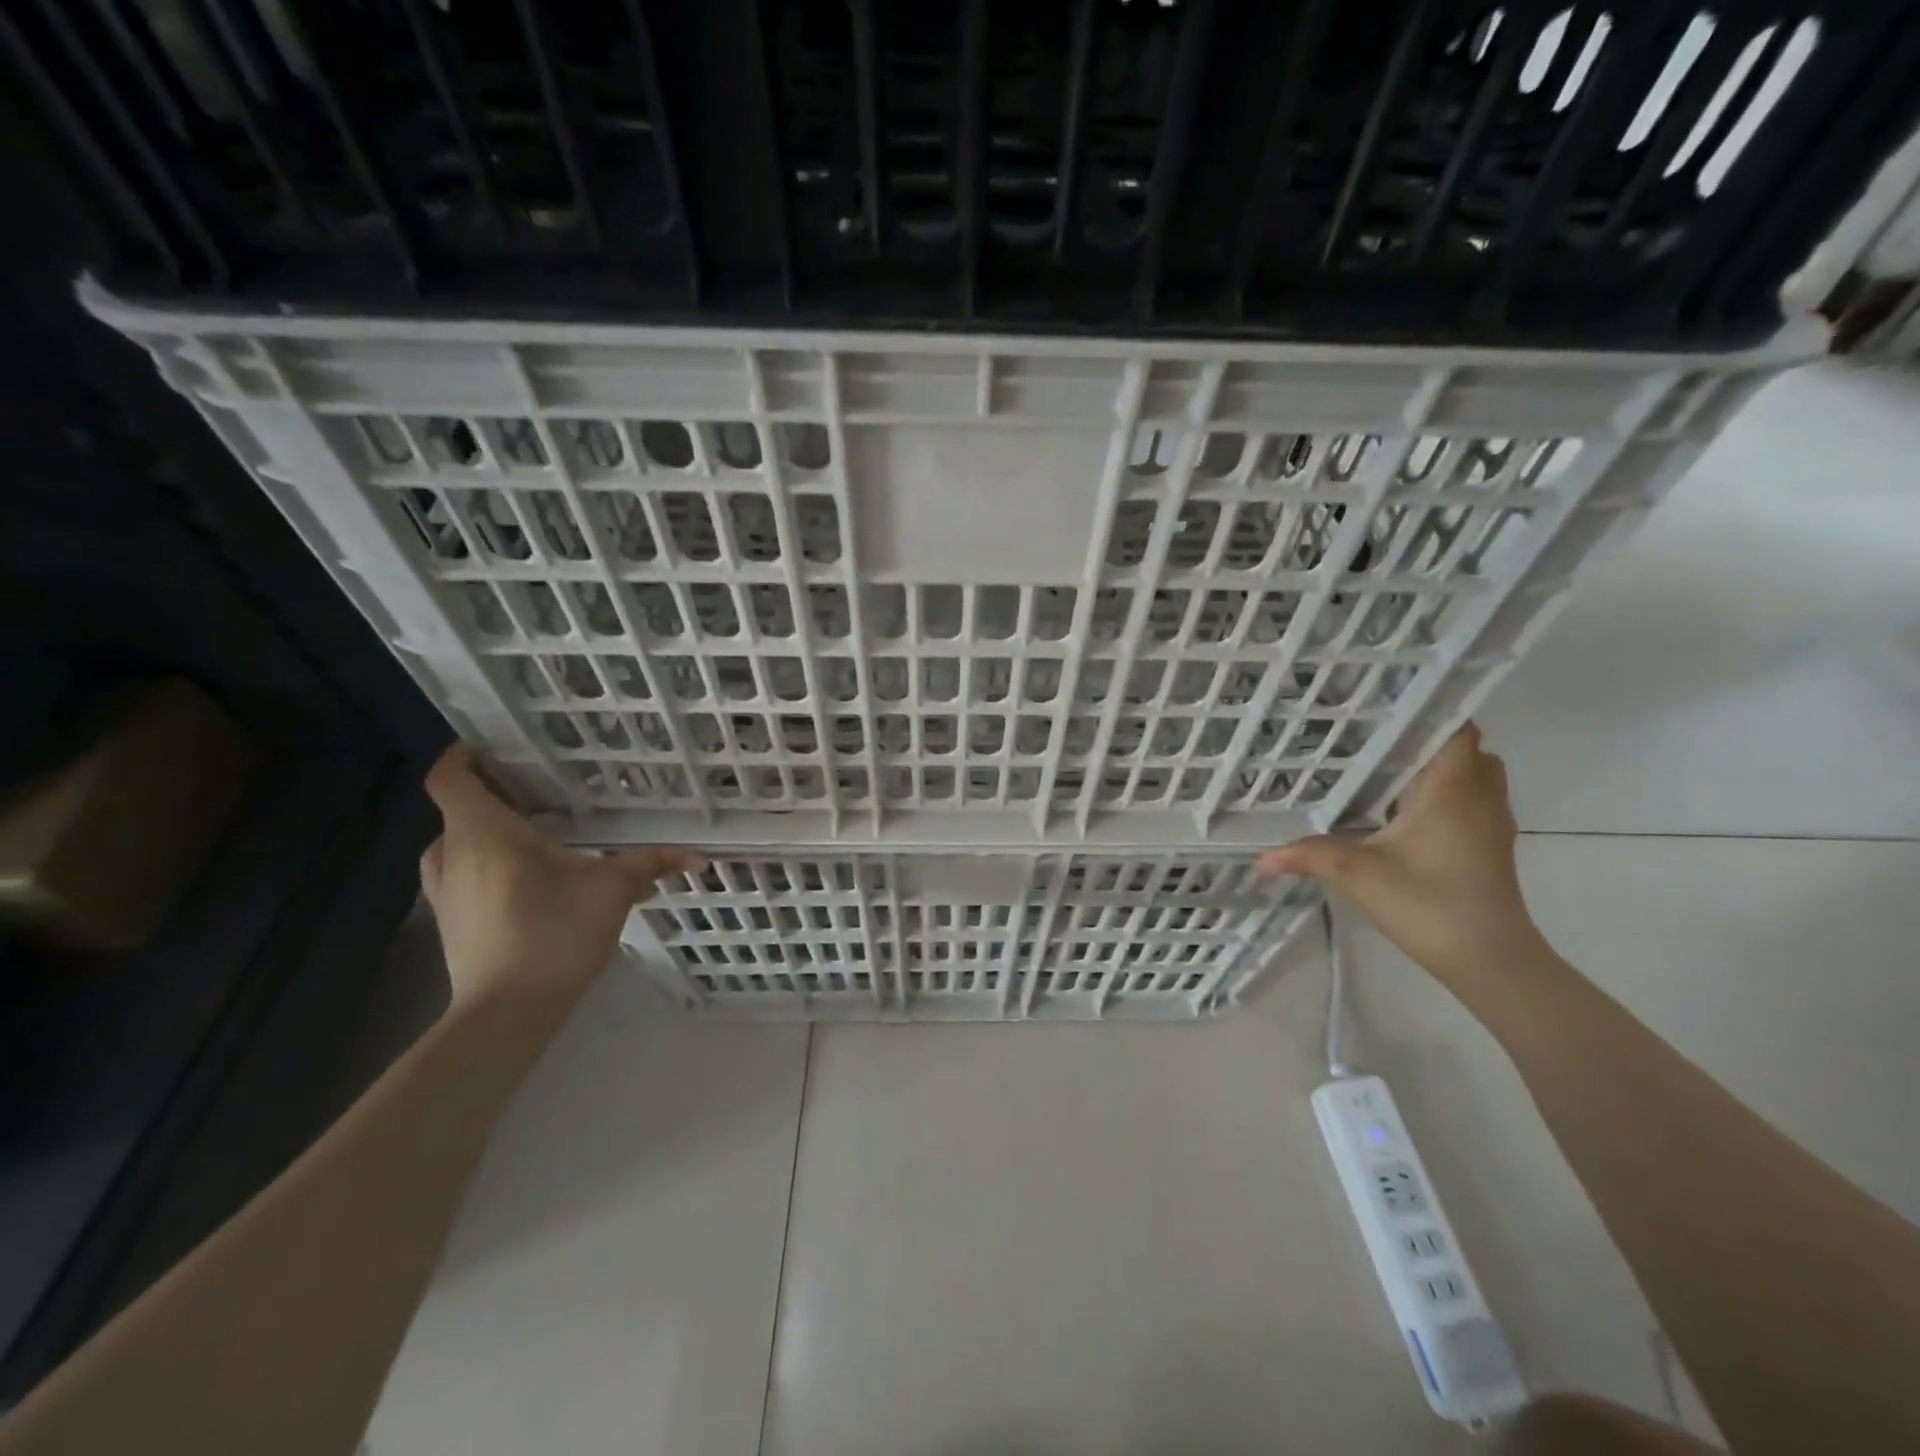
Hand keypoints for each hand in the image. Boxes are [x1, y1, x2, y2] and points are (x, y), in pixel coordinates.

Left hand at [419, 744, 702, 1016]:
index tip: (497, 747)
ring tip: (529, 837)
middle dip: (489, 797)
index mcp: (484, 833)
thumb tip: (698, 856)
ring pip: (455, 847)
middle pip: (456, 811)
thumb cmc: (553, 934)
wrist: (506, 1014)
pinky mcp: (450, 924)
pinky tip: (524, 883)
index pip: (451, 777)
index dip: (464, 755)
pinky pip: (461, 877)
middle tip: (535, 793)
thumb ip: (649, 864)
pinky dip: (485, 867)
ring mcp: (445, 894)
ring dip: (484, 835)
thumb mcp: (610, 890)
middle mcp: (453, 855)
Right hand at [1260, 724, 1552, 989]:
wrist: (1492, 961)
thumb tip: (1261, 857)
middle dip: (1426, 741)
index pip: (1456, 728)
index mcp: (1451, 790)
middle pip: (1466, 748)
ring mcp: (1492, 823)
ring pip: (1474, 775)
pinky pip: (1473, 801)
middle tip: (1376, 742)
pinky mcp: (1492, 846)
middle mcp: (1479, 797)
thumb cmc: (1428, 905)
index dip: (1427, 712)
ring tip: (1386, 773)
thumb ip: (1309, 856)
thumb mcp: (1358, 876)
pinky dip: (1446, 795)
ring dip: (1439, 770)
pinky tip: (1404, 815)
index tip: (1384, 708)